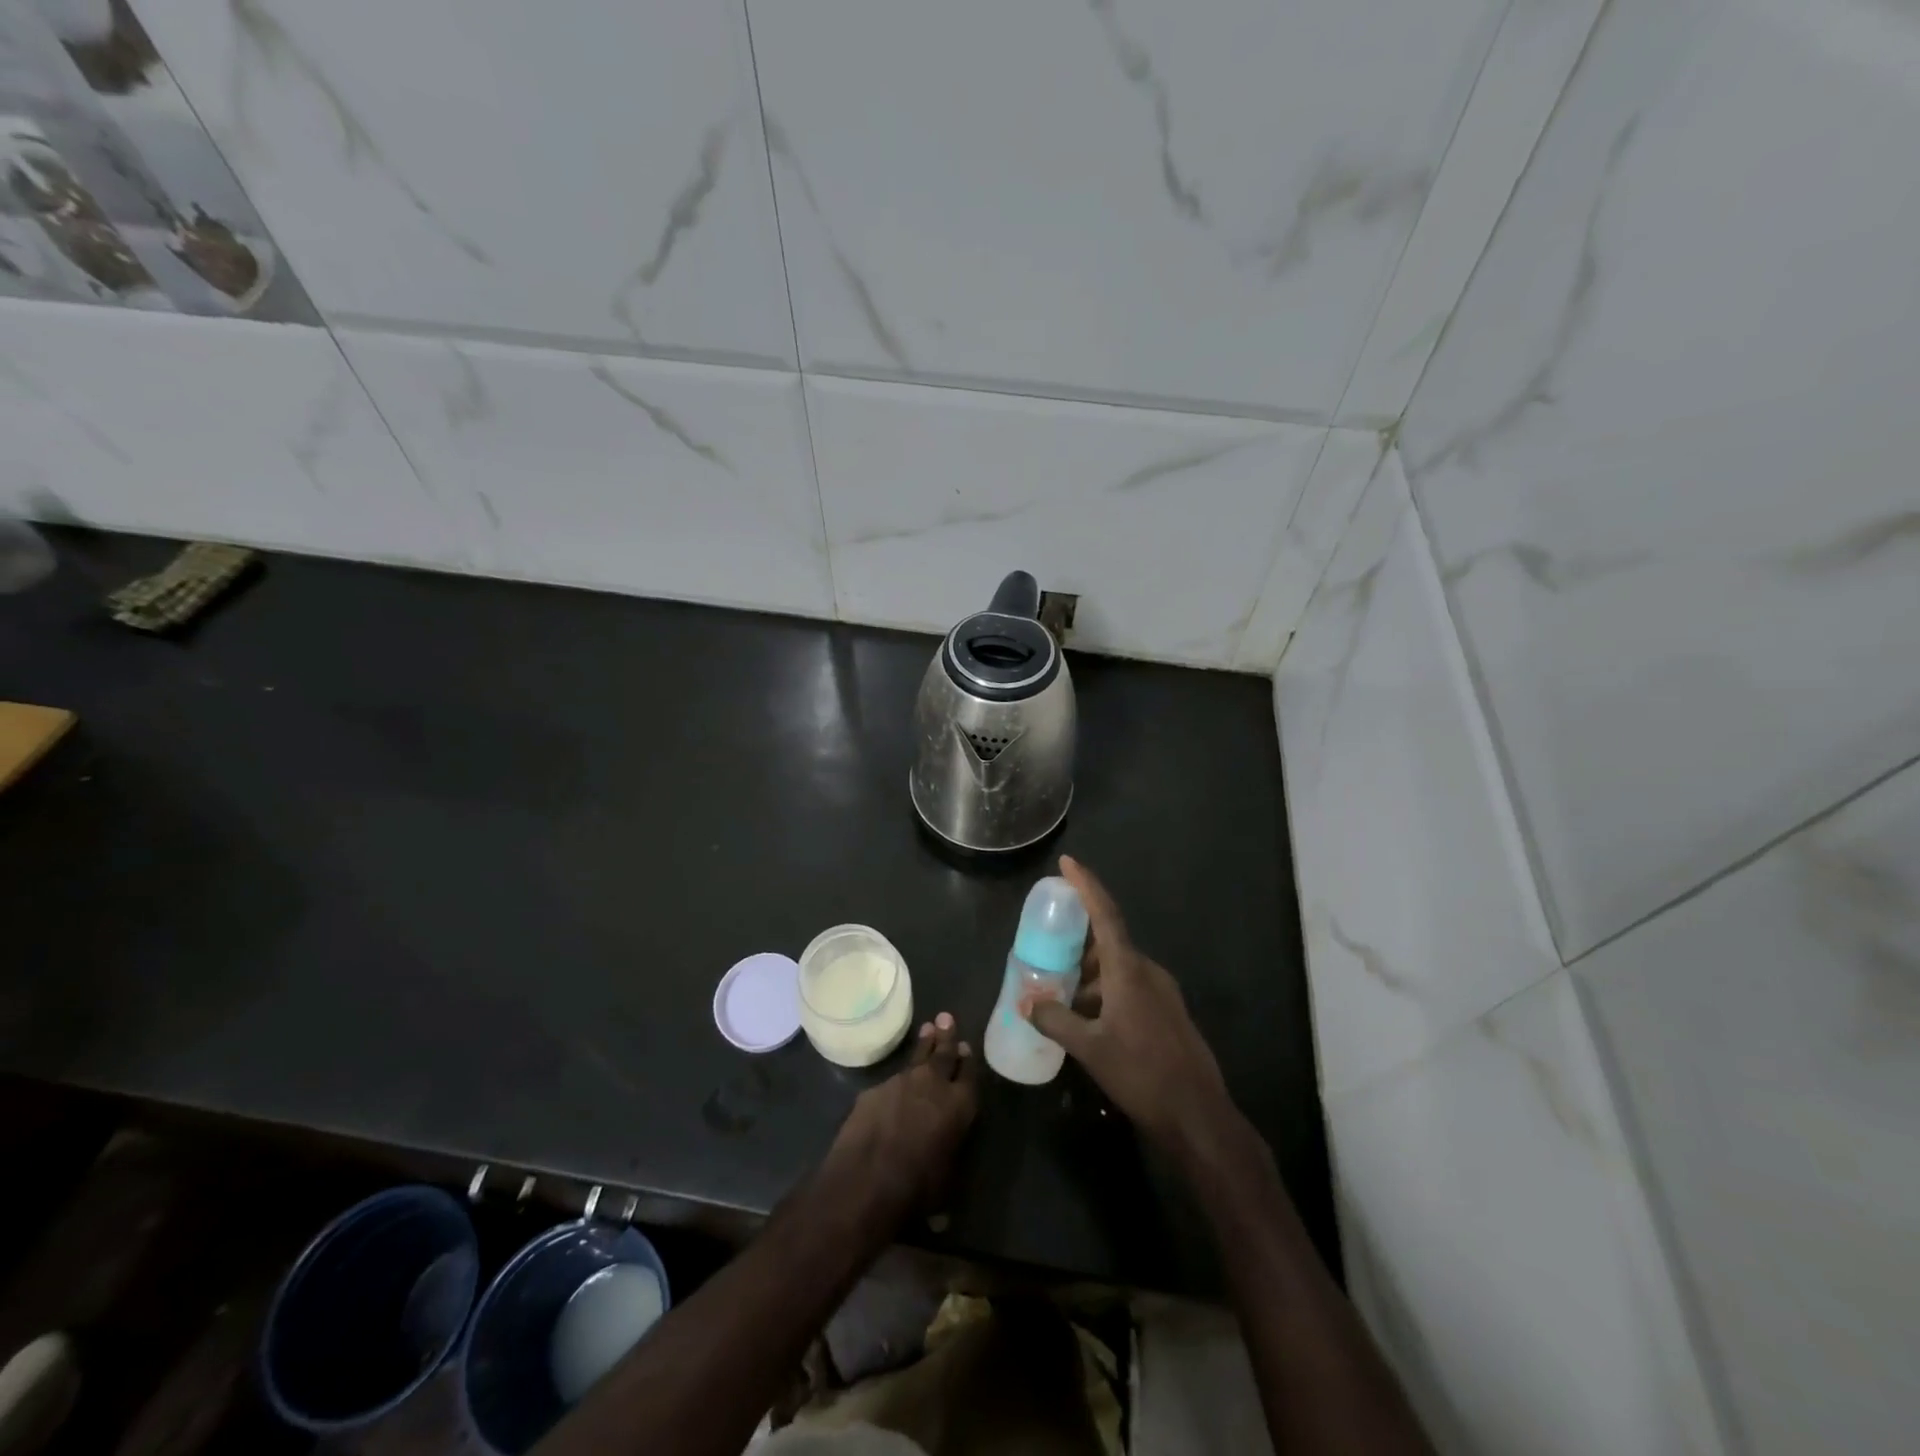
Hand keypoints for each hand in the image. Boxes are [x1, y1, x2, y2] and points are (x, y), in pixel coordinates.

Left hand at [825, 1013, 978, 1217]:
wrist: (866, 1179)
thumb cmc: (915, 1189)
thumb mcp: (943, 1187)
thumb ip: (945, 1174)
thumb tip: (943, 1214)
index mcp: (960, 1106)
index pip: (971, 1076)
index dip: (969, 1062)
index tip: (968, 1047)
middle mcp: (935, 1085)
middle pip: (945, 1053)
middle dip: (948, 1036)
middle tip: (947, 1017)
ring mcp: (902, 1082)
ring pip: (918, 1056)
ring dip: (924, 1044)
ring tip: (928, 1028)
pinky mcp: (875, 1088)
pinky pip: (891, 1080)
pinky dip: (897, 1080)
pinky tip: (893, 1085)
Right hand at [1022, 857, 1233, 1155]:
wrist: (1197, 1115)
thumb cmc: (1141, 1073)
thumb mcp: (1089, 1048)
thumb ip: (1055, 1020)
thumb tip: (1026, 1003)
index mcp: (1128, 969)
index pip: (1105, 914)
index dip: (1086, 885)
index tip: (1068, 862)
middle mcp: (1147, 971)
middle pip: (1109, 942)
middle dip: (1078, 944)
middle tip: (1048, 949)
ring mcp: (1162, 992)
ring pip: (1119, 969)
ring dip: (1090, 975)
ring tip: (1061, 994)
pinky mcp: (1168, 1013)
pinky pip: (1131, 987)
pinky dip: (1106, 992)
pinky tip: (1088, 1019)